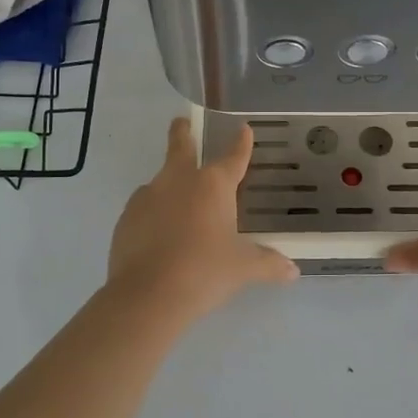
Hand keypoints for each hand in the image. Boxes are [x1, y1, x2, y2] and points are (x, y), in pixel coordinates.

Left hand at [108, 117, 297, 322]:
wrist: (148, 295)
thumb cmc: (204, 272)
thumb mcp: (242, 269)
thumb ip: (268, 265)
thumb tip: (292, 271)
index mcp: (212, 185)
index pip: (232, 157)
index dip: (240, 144)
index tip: (243, 128)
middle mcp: (178, 181)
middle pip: (180, 147)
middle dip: (182, 132)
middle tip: (182, 122)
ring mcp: (147, 198)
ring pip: (160, 181)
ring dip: (168, 184)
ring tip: (177, 205)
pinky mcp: (125, 219)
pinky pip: (144, 209)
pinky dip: (154, 215)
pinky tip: (159, 235)